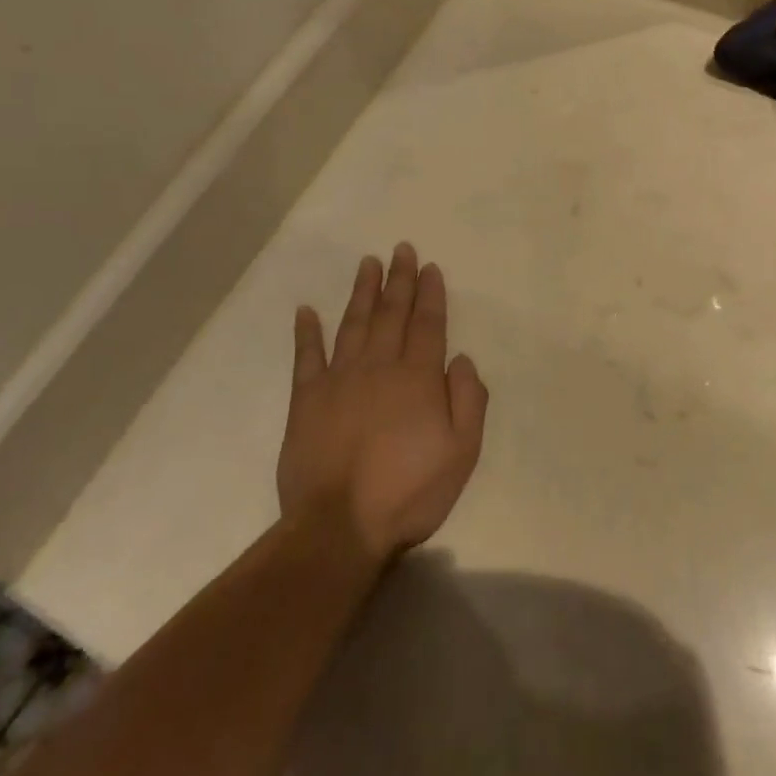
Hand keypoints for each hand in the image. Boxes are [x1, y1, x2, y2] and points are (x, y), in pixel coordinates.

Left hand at [278, 244, 487, 567]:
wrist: (338, 526)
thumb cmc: (408, 492)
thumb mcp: (461, 453)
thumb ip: (468, 401)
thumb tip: (462, 359)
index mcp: (417, 378)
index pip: (428, 325)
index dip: (430, 294)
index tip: (430, 267)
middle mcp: (379, 367)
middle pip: (391, 314)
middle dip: (399, 280)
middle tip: (401, 249)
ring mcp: (339, 380)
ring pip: (353, 324)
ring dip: (362, 292)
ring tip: (367, 264)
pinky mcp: (306, 399)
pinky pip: (306, 356)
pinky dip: (307, 332)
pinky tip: (306, 310)